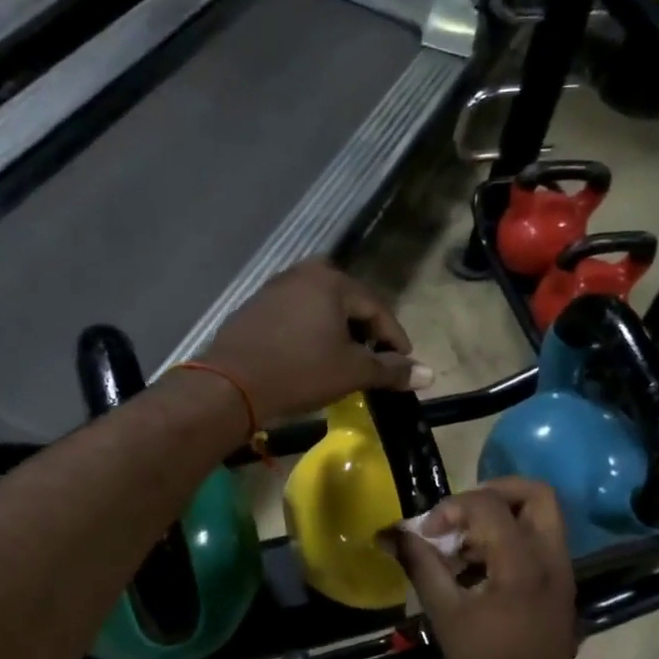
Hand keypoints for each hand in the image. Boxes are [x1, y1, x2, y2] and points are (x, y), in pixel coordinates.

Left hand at [202, 261, 431, 421]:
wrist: (230, 385)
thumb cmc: (299, 372)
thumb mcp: (351, 372)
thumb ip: (391, 370)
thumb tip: (428, 374)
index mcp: (331, 280)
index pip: (377, 308)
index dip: (395, 338)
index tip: (404, 364)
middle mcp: (303, 273)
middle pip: (349, 303)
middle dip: (365, 333)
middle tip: (375, 360)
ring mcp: (275, 288)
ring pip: (321, 309)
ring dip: (338, 333)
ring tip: (345, 361)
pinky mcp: (255, 307)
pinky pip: (296, 316)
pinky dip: (311, 333)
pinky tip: (311, 357)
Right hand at [392, 478, 579, 658]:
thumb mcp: (445, 614)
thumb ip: (420, 565)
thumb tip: (391, 533)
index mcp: (523, 563)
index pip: (489, 505)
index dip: (451, 508)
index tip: (428, 533)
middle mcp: (552, 559)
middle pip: (535, 495)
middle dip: (493, 493)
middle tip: (459, 514)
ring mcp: (562, 573)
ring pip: (541, 517)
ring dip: (501, 517)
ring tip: (463, 544)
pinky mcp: (560, 588)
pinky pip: (540, 543)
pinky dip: (510, 539)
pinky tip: (477, 567)